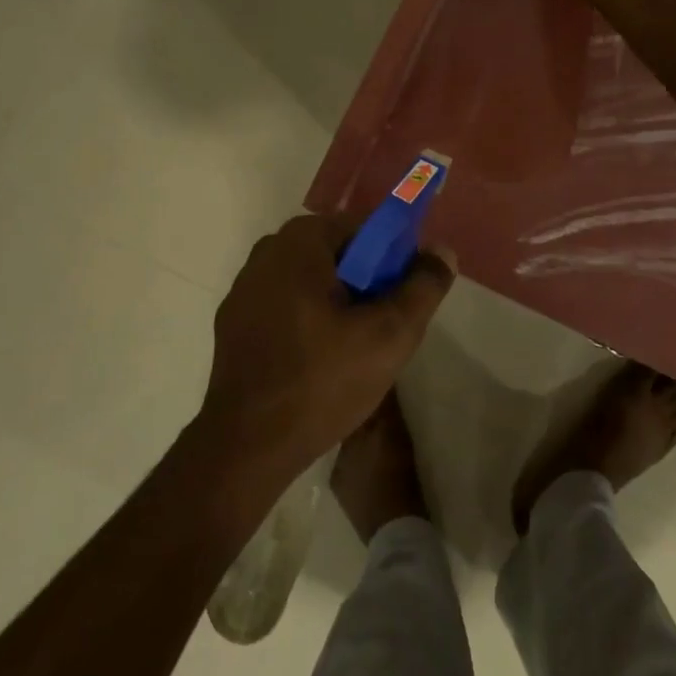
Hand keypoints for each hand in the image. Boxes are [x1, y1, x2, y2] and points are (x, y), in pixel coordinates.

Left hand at [201, 214, 455, 479]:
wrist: (248, 447)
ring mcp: (243, 291)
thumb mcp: (391, 334)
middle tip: (386, 325)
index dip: (393, 258)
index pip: (363, 228)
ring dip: (339, 303)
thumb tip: (442, 251)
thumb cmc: (323, 381)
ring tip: (357, 348)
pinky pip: (286, 306)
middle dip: (367, 283)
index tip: (405, 296)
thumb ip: (423, 286)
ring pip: (311, 282)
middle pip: (337, 254)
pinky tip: (321, 361)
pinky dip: (310, 321)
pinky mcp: (234, 325)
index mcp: (298, 243)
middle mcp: (265, 254)